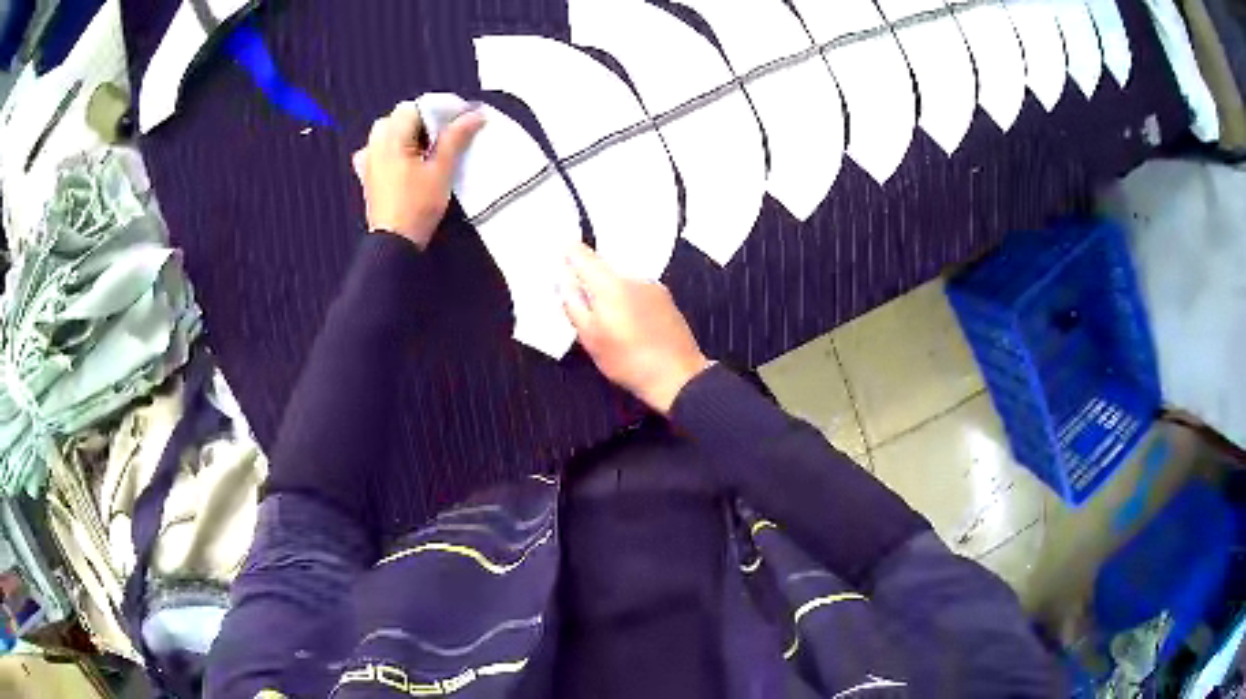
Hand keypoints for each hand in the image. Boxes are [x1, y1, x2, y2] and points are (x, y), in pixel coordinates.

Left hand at [352, 101, 484, 247]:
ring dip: (407, 134)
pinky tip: (403, 161)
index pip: (415, 107)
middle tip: (443, 138)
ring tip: (426, 151)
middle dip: (422, 122)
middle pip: (400, 117)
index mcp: (391, 137)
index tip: (459, 123)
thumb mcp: (441, 169)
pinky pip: (377, 150)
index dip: (439, 111)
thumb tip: (474, 114)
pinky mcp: (367, 176)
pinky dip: (392, 149)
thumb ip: (455, 137)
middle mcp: (375, 143)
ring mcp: (368, 160)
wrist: (394, 243)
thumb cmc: (417, 205)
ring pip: (388, 132)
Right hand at [561, 243, 711, 414]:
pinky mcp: (665, 298)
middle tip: (582, 306)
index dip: (568, 254)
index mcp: (609, 284)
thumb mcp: (590, 338)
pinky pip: (637, 291)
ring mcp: (652, 286)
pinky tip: (629, 325)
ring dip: (610, 293)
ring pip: (621, 281)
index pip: (582, 254)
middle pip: (603, 268)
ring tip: (609, 324)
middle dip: (589, 281)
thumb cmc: (629, 361)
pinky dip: (628, 301)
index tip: (560, 261)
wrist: (677, 375)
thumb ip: (573, 306)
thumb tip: (564, 284)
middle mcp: (632, 277)